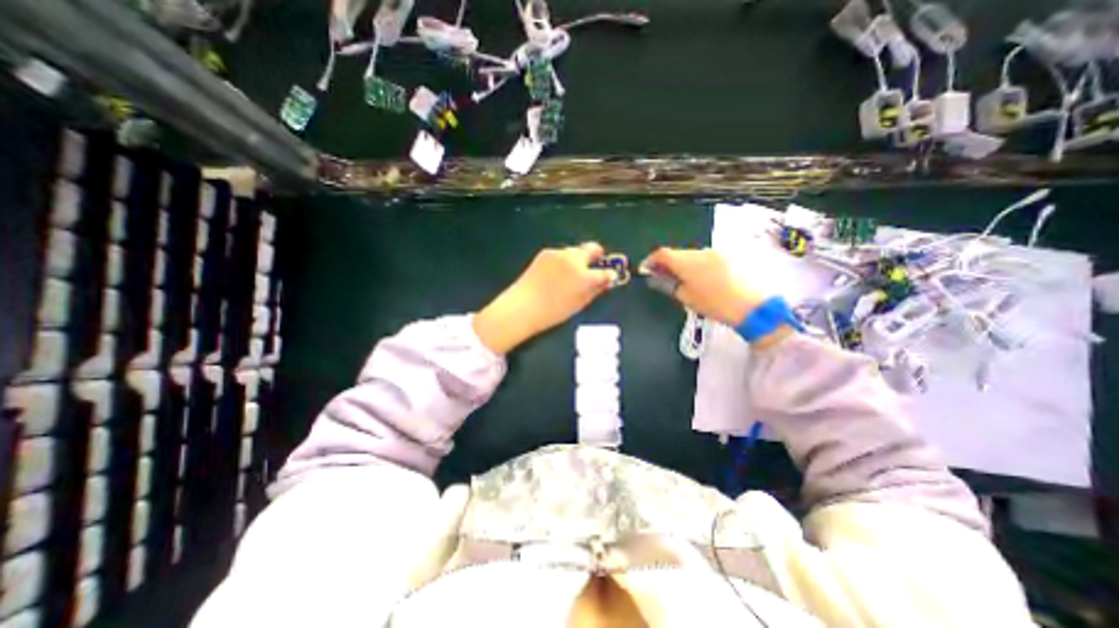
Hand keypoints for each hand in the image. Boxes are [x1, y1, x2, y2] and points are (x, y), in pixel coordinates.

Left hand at [468, 243, 615, 354]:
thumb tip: (605, 282)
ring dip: (578, 259)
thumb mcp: (578, 304)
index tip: (610, 276)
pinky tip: (555, 274)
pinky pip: (560, 254)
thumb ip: (594, 291)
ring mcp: (558, 253)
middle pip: (592, 249)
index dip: (610, 274)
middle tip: (594, 267)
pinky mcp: (545, 253)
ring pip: (575, 251)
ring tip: (570, 275)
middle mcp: (573, 259)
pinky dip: (563, 261)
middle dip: (596, 256)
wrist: (522, 307)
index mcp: (584, 276)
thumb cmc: (553, 312)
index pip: (605, 272)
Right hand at [637, 249, 769, 328]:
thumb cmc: (714, 304)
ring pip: (691, 255)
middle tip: (661, 277)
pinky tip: (700, 279)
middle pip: (677, 253)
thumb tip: (656, 277)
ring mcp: (715, 253)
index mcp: (687, 261)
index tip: (645, 269)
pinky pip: (705, 258)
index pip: (662, 253)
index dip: (650, 260)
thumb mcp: (686, 297)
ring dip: (682, 264)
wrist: (752, 306)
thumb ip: (668, 284)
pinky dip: (697, 265)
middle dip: (667, 263)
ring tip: (681, 280)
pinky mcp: (727, 257)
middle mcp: (700, 252)